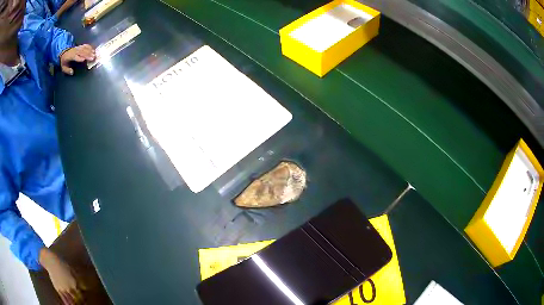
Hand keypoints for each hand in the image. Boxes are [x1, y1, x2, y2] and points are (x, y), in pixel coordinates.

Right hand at [39, 248, 83, 304]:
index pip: (82, 296)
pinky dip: (68, 304)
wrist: (51, 261)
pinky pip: (64, 299)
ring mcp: (63, 290)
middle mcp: (69, 288)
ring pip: (71, 301)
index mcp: (74, 284)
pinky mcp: (58, 289)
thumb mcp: (73, 271)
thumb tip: (86, 288)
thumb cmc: (63, 265)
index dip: (84, 301)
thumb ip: (80, 280)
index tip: (86, 303)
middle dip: (80, 304)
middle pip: (77, 300)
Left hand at [60, 44, 94, 74]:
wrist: (63, 52)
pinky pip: (85, 45)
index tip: (84, 60)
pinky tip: (93, 49)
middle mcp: (75, 51)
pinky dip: (90, 47)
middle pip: (82, 52)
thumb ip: (67, 70)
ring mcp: (78, 48)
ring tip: (95, 54)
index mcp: (71, 56)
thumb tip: (72, 72)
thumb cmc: (64, 61)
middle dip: (88, 54)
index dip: (79, 58)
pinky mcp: (80, 46)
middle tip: (93, 57)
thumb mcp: (63, 67)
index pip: (76, 56)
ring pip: (85, 48)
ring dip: (90, 51)